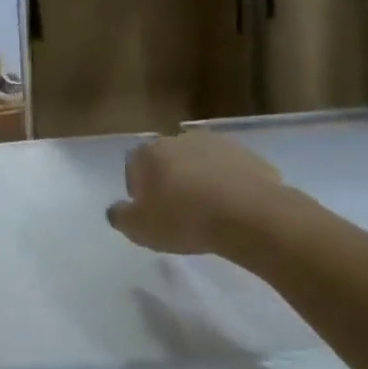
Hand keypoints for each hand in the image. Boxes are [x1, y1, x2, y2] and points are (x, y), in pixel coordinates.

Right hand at [107, 131, 287, 255]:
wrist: (250, 216)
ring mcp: (219, 144)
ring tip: (207, 212)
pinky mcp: (250, 156)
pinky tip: (233, 210)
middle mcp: (181, 139)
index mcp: (150, 153)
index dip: (139, 190)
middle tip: (177, 212)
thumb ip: (121, 216)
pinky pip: (230, 172)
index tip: (149, 212)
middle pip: (168, 161)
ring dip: (199, 181)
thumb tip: (117, 209)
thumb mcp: (139, 229)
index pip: (134, 166)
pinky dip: (228, 185)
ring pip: (200, 164)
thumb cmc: (184, 220)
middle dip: (169, 181)